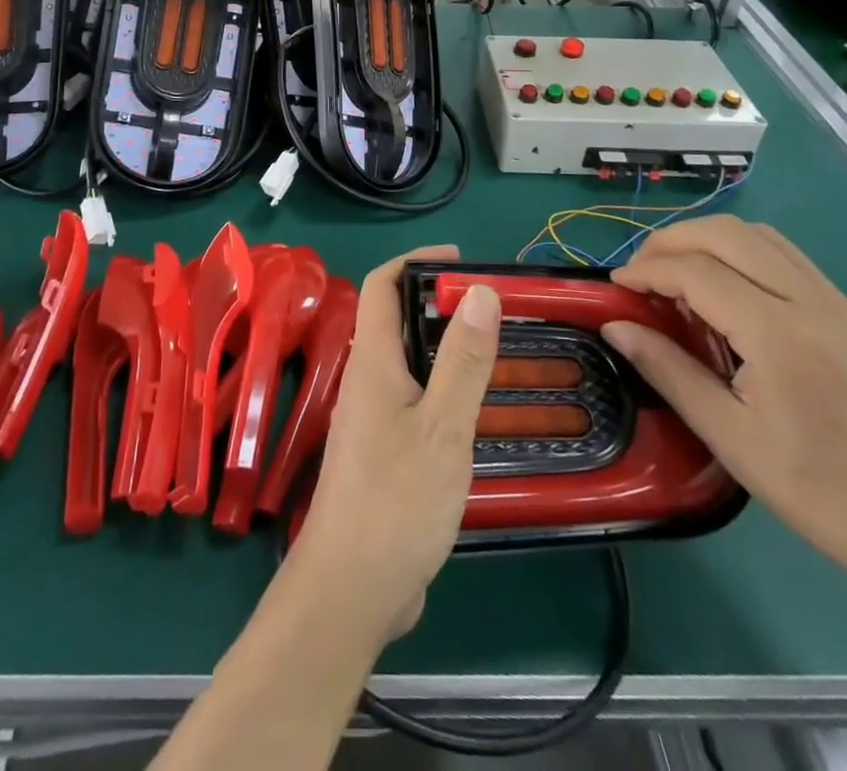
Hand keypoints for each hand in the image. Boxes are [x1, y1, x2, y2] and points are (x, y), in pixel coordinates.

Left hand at [292, 247, 499, 645]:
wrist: (352, 589)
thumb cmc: (396, 501)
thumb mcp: (443, 427)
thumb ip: (463, 360)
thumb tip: (478, 290)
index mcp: (372, 361)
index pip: (382, 285)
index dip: (416, 261)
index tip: (460, 259)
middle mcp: (366, 380)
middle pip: (395, 321)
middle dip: (438, 303)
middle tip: (492, 309)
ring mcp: (371, 418)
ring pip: (407, 362)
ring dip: (444, 347)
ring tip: (494, 351)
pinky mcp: (382, 451)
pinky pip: (413, 398)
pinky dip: (442, 387)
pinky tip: (475, 410)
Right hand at [603, 217, 846, 583]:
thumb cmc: (818, 491)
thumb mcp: (728, 436)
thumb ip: (667, 370)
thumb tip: (614, 326)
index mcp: (779, 333)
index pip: (695, 271)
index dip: (646, 270)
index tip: (615, 287)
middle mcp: (810, 301)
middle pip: (726, 233)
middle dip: (671, 240)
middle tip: (640, 273)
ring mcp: (836, 302)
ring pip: (758, 234)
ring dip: (707, 239)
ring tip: (675, 273)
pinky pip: (784, 255)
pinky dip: (741, 251)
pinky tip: (724, 288)